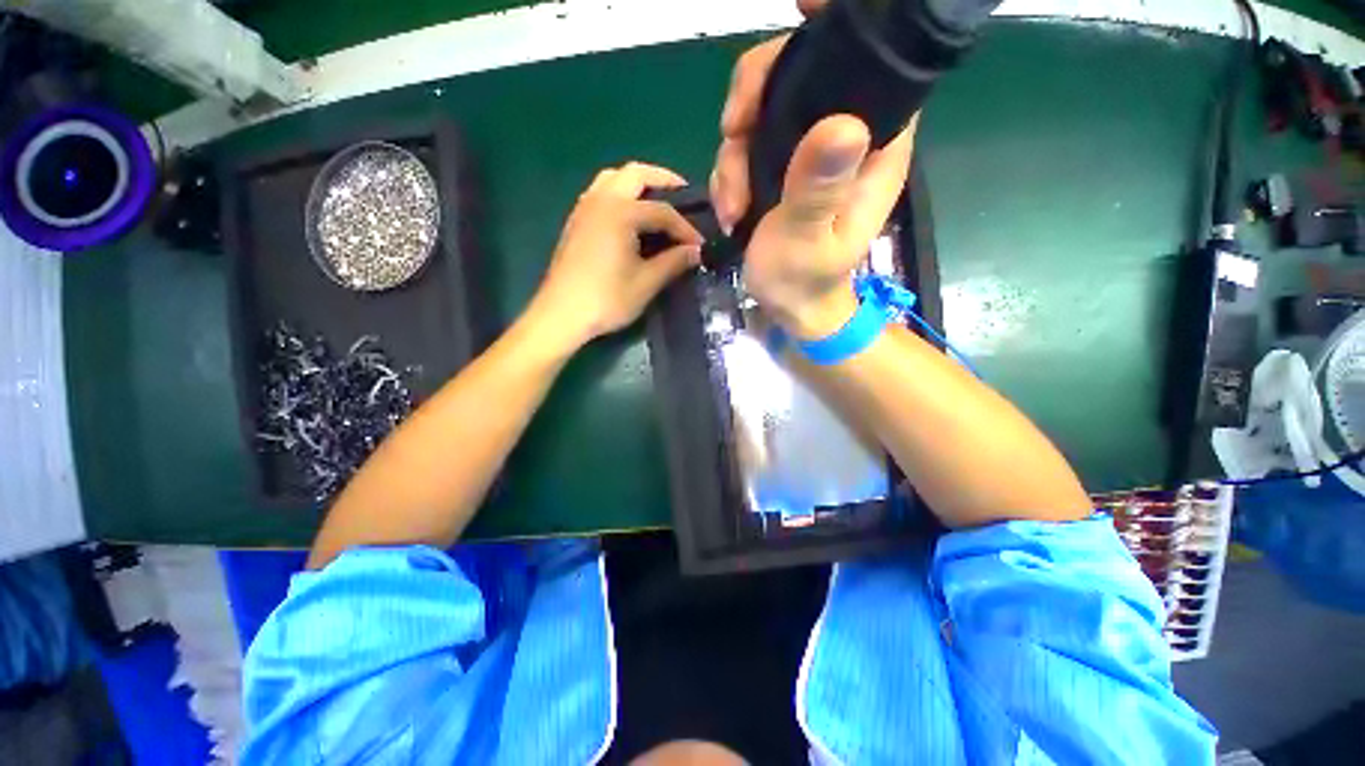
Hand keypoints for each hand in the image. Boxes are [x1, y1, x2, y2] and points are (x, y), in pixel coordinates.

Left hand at [529, 162, 703, 349]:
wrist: (561, 315)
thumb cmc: (606, 299)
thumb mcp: (646, 282)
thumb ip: (673, 262)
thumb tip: (695, 252)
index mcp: (621, 212)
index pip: (662, 211)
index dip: (685, 228)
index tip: (700, 245)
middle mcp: (601, 200)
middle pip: (635, 174)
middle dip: (662, 179)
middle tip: (683, 193)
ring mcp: (584, 209)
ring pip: (613, 178)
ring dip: (638, 183)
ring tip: (656, 201)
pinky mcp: (575, 222)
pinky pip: (600, 193)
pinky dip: (620, 194)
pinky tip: (629, 217)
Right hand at [709, 0, 917, 338]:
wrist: (788, 307)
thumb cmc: (805, 281)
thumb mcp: (807, 240)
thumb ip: (818, 189)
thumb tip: (838, 124)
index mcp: (872, 146)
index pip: (867, 63)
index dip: (836, 28)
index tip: (801, 5)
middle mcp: (843, 136)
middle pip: (798, 77)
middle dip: (754, 102)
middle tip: (731, 138)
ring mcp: (807, 151)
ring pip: (763, 112)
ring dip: (733, 152)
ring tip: (731, 203)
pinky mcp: (780, 168)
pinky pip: (747, 145)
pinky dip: (729, 171)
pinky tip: (729, 206)